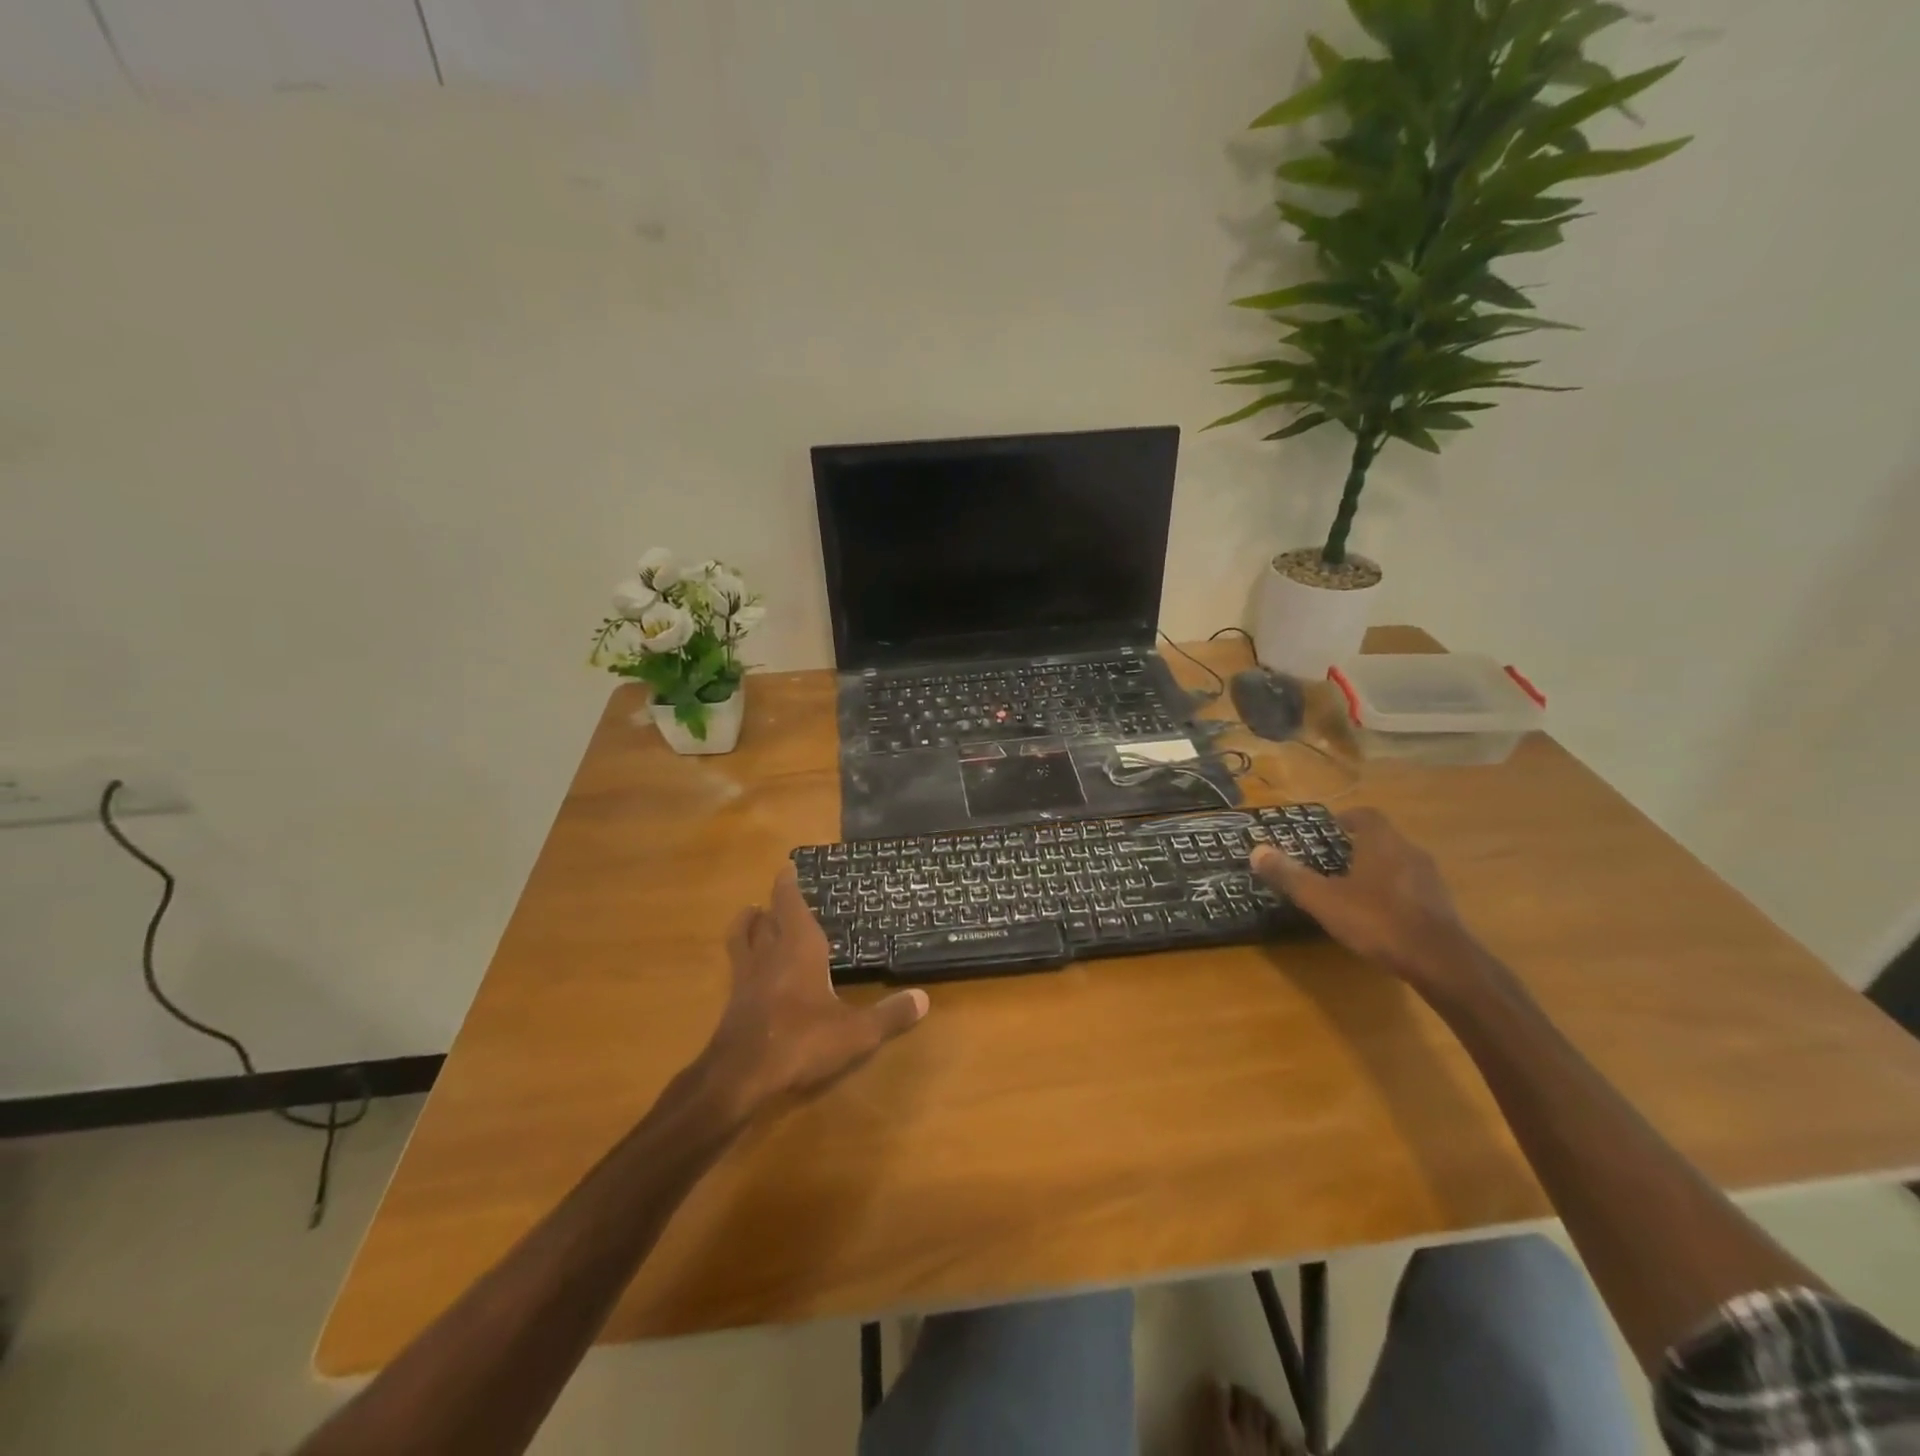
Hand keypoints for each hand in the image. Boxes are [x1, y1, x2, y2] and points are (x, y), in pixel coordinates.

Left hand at [700, 866, 928, 1115]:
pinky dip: (742, 956)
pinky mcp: (733, 1002)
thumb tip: (924, 998)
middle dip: (773, 904)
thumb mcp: (856, 1032)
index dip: (788, 884)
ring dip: (747, 923)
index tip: (788, 867)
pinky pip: (736, 966)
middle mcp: (769, 954)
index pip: (790, 904)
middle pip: (765, 918)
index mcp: (799, 948)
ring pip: (742, 938)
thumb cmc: (801, 1041)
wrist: (740, 1076)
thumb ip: (889, 1015)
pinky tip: (750, 968)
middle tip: (781, 894)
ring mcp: (746, 978)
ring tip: (752, 915)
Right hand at [1250, 808, 1479, 989]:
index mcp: (1382, 843)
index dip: (1347, 818)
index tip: (1331, 827)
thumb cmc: (1377, 920)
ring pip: (1399, 863)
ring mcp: (1430, 879)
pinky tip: (1379, 913)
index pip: (1366, 816)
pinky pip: (1412, 887)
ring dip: (1378, 868)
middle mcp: (1409, 852)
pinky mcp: (1441, 905)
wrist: (1440, 961)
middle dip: (1359, 845)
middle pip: (1383, 838)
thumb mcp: (1323, 899)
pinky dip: (1393, 891)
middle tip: (1334, 857)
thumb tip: (1256, 851)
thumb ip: (1290, 875)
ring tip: (1353, 886)